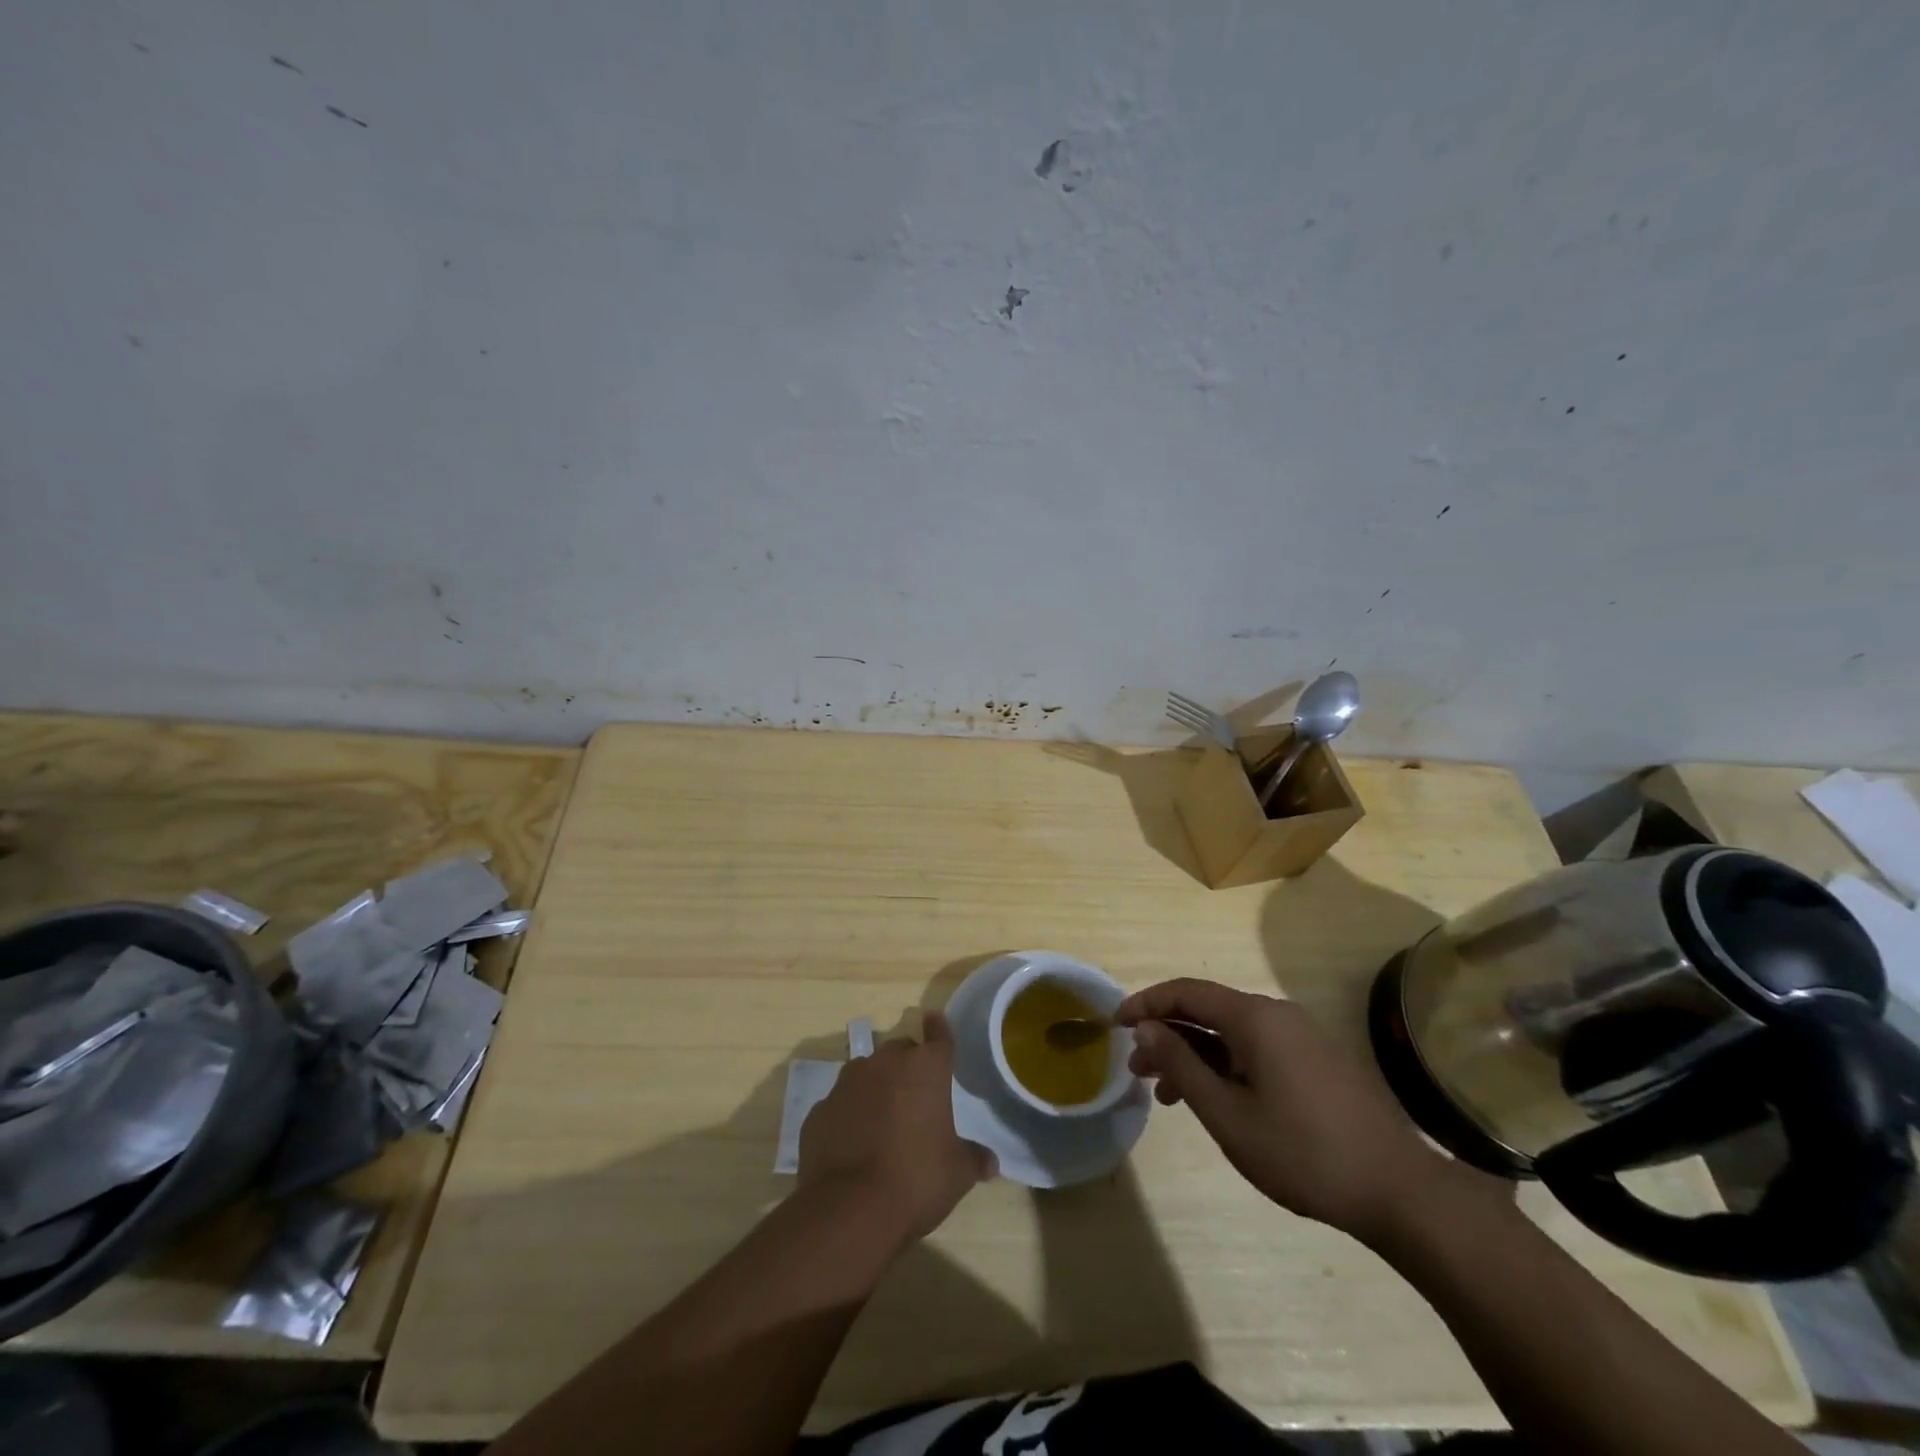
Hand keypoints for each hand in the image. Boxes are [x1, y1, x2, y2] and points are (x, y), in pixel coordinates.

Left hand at [797, 1012, 994, 1244]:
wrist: (848, 1208)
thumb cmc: (916, 1180)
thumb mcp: (957, 1174)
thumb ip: (973, 1159)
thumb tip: (990, 1162)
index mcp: (926, 1069)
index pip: (938, 1037)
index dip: (939, 1029)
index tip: (934, 1019)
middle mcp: (885, 1063)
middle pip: (900, 1051)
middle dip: (908, 1065)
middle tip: (915, 1094)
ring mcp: (847, 1083)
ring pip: (867, 1072)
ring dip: (876, 1087)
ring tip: (882, 1119)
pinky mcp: (820, 1110)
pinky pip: (841, 1103)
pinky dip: (849, 1114)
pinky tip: (853, 1142)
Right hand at [1117, 979, 1473, 1243]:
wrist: (1400, 1192)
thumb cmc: (1303, 1152)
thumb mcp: (1228, 1114)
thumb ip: (1181, 1066)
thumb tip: (1145, 1029)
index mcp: (1255, 1017)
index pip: (1186, 992)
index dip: (1146, 1003)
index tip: (1115, 1024)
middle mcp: (1277, 1014)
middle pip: (1208, 1010)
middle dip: (1167, 1034)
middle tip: (1136, 1069)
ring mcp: (1301, 1036)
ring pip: (1231, 1033)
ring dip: (1194, 1054)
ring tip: (1166, 1093)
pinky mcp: (1316, 1060)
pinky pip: (1256, 1049)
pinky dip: (1225, 1065)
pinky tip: (1214, 1099)